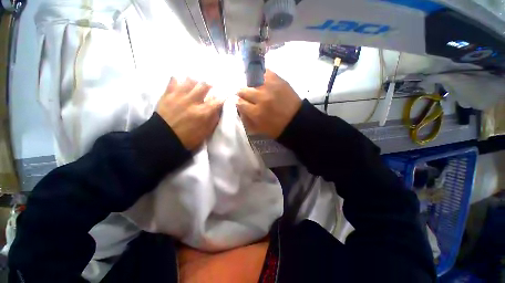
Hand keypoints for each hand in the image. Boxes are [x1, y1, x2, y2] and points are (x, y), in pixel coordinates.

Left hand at [156, 78, 222, 150]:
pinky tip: (180, 82)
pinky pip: (173, 81)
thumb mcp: (206, 132)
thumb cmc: (188, 137)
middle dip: (209, 85)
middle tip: (210, 87)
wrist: (164, 138)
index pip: (217, 101)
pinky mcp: (167, 95)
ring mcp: (179, 96)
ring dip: (195, 81)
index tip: (224, 96)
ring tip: (196, 84)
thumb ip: (214, 119)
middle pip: (204, 86)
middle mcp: (193, 101)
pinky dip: (178, 80)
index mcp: (203, 112)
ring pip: (190, 81)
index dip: (222, 97)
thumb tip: (218, 109)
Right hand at [237, 70, 301, 138]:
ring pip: (251, 80)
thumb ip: (247, 118)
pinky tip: (262, 81)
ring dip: (251, 85)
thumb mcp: (259, 128)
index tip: (240, 102)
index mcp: (256, 113)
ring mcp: (270, 87)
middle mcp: (261, 98)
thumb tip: (238, 107)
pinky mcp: (278, 80)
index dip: (238, 102)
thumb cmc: (277, 128)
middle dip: (242, 94)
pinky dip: (261, 76)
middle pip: (243, 90)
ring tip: (255, 88)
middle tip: (247, 96)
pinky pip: (265, 72)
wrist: (296, 120)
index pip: (239, 102)